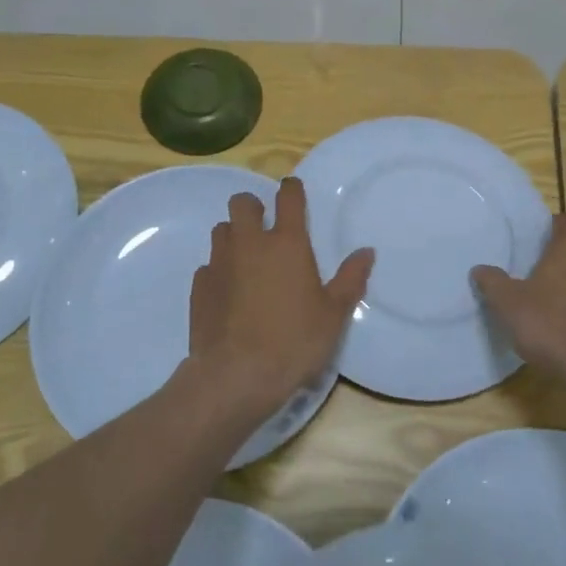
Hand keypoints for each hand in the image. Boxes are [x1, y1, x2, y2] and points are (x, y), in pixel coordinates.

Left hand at [188, 178, 373, 427]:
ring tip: (247, 260)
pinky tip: (229, 293)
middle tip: (265, 227)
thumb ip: (351, 279)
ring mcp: (219, 263)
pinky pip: (208, 266)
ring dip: (234, 236)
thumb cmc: (294, 341)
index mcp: (287, 243)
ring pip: (221, 230)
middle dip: (253, 207)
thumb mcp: (334, 314)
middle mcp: (250, 244)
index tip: (294, 193)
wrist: (236, 375)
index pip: (288, 197)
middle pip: (242, 203)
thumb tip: (366, 252)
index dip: (291, 190)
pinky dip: (220, 271)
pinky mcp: (199, 287)